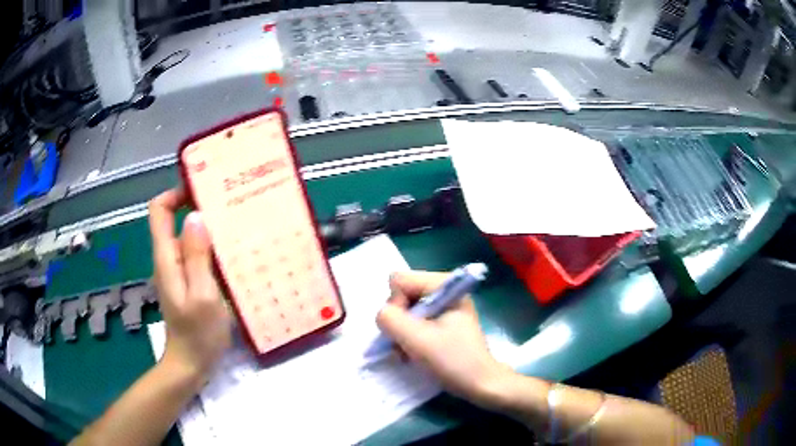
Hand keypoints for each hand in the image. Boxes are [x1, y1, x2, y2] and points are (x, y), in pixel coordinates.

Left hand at [148, 189, 231, 384]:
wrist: (192, 365)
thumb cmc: (198, 334)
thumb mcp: (202, 295)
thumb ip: (196, 257)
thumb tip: (196, 217)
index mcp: (167, 258)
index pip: (159, 210)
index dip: (176, 193)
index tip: (203, 191)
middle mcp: (169, 258)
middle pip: (175, 219)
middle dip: (199, 207)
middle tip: (230, 206)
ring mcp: (179, 271)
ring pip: (189, 237)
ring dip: (209, 228)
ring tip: (238, 226)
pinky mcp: (189, 282)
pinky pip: (198, 254)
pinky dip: (213, 248)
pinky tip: (234, 254)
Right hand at [376, 271, 512, 406]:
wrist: (480, 384)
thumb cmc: (454, 361)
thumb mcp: (417, 340)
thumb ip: (390, 319)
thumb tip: (383, 314)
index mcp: (444, 285)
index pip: (400, 281)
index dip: (396, 305)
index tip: (407, 329)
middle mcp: (443, 291)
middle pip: (401, 295)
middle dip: (398, 321)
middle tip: (406, 344)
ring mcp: (442, 307)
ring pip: (404, 310)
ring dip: (401, 333)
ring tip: (409, 353)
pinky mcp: (441, 323)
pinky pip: (412, 322)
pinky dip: (408, 338)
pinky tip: (413, 353)